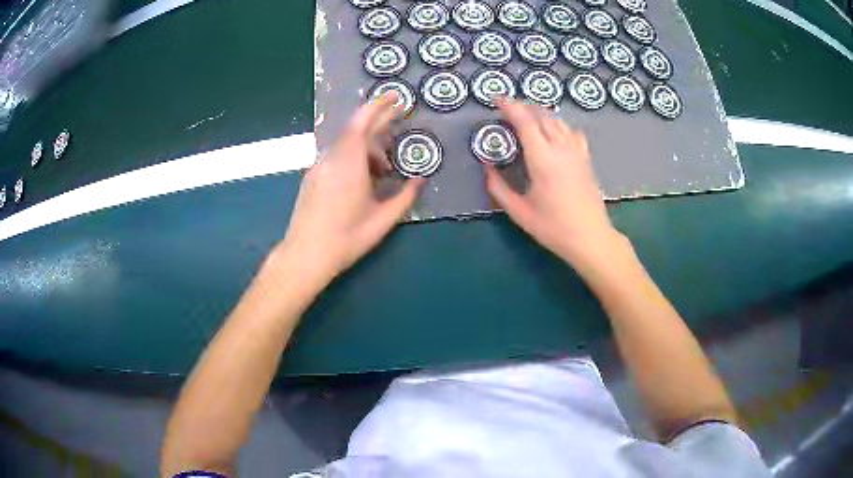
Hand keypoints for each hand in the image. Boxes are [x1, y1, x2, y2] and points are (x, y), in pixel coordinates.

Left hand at [278, 94, 423, 287]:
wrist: (305, 255)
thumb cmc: (347, 238)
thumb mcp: (383, 219)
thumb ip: (405, 195)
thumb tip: (421, 179)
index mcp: (349, 162)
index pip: (363, 122)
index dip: (379, 106)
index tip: (395, 97)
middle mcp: (331, 158)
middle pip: (355, 131)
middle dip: (377, 124)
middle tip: (398, 123)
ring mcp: (318, 167)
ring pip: (345, 145)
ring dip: (367, 148)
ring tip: (385, 169)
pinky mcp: (312, 177)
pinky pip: (336, 156)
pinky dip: (353, 157)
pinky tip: (364, 178)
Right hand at [484, 99, 624, 268]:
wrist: (591, 238)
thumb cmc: (553, 228)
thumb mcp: (519, 211)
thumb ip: (498, 187)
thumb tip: (486, 166)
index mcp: (543, 159)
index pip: (525, 121)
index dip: (510, 106)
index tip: (496, 100)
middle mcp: (561, 148)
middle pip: (541, 115)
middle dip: (522, 106)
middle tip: (506, 109)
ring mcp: (576, 151)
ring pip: (557, 120)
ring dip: (539, 113)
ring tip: (526, 116)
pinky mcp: (585, 158)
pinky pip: (571, 131)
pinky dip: (558, 124)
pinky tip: (553, 131)